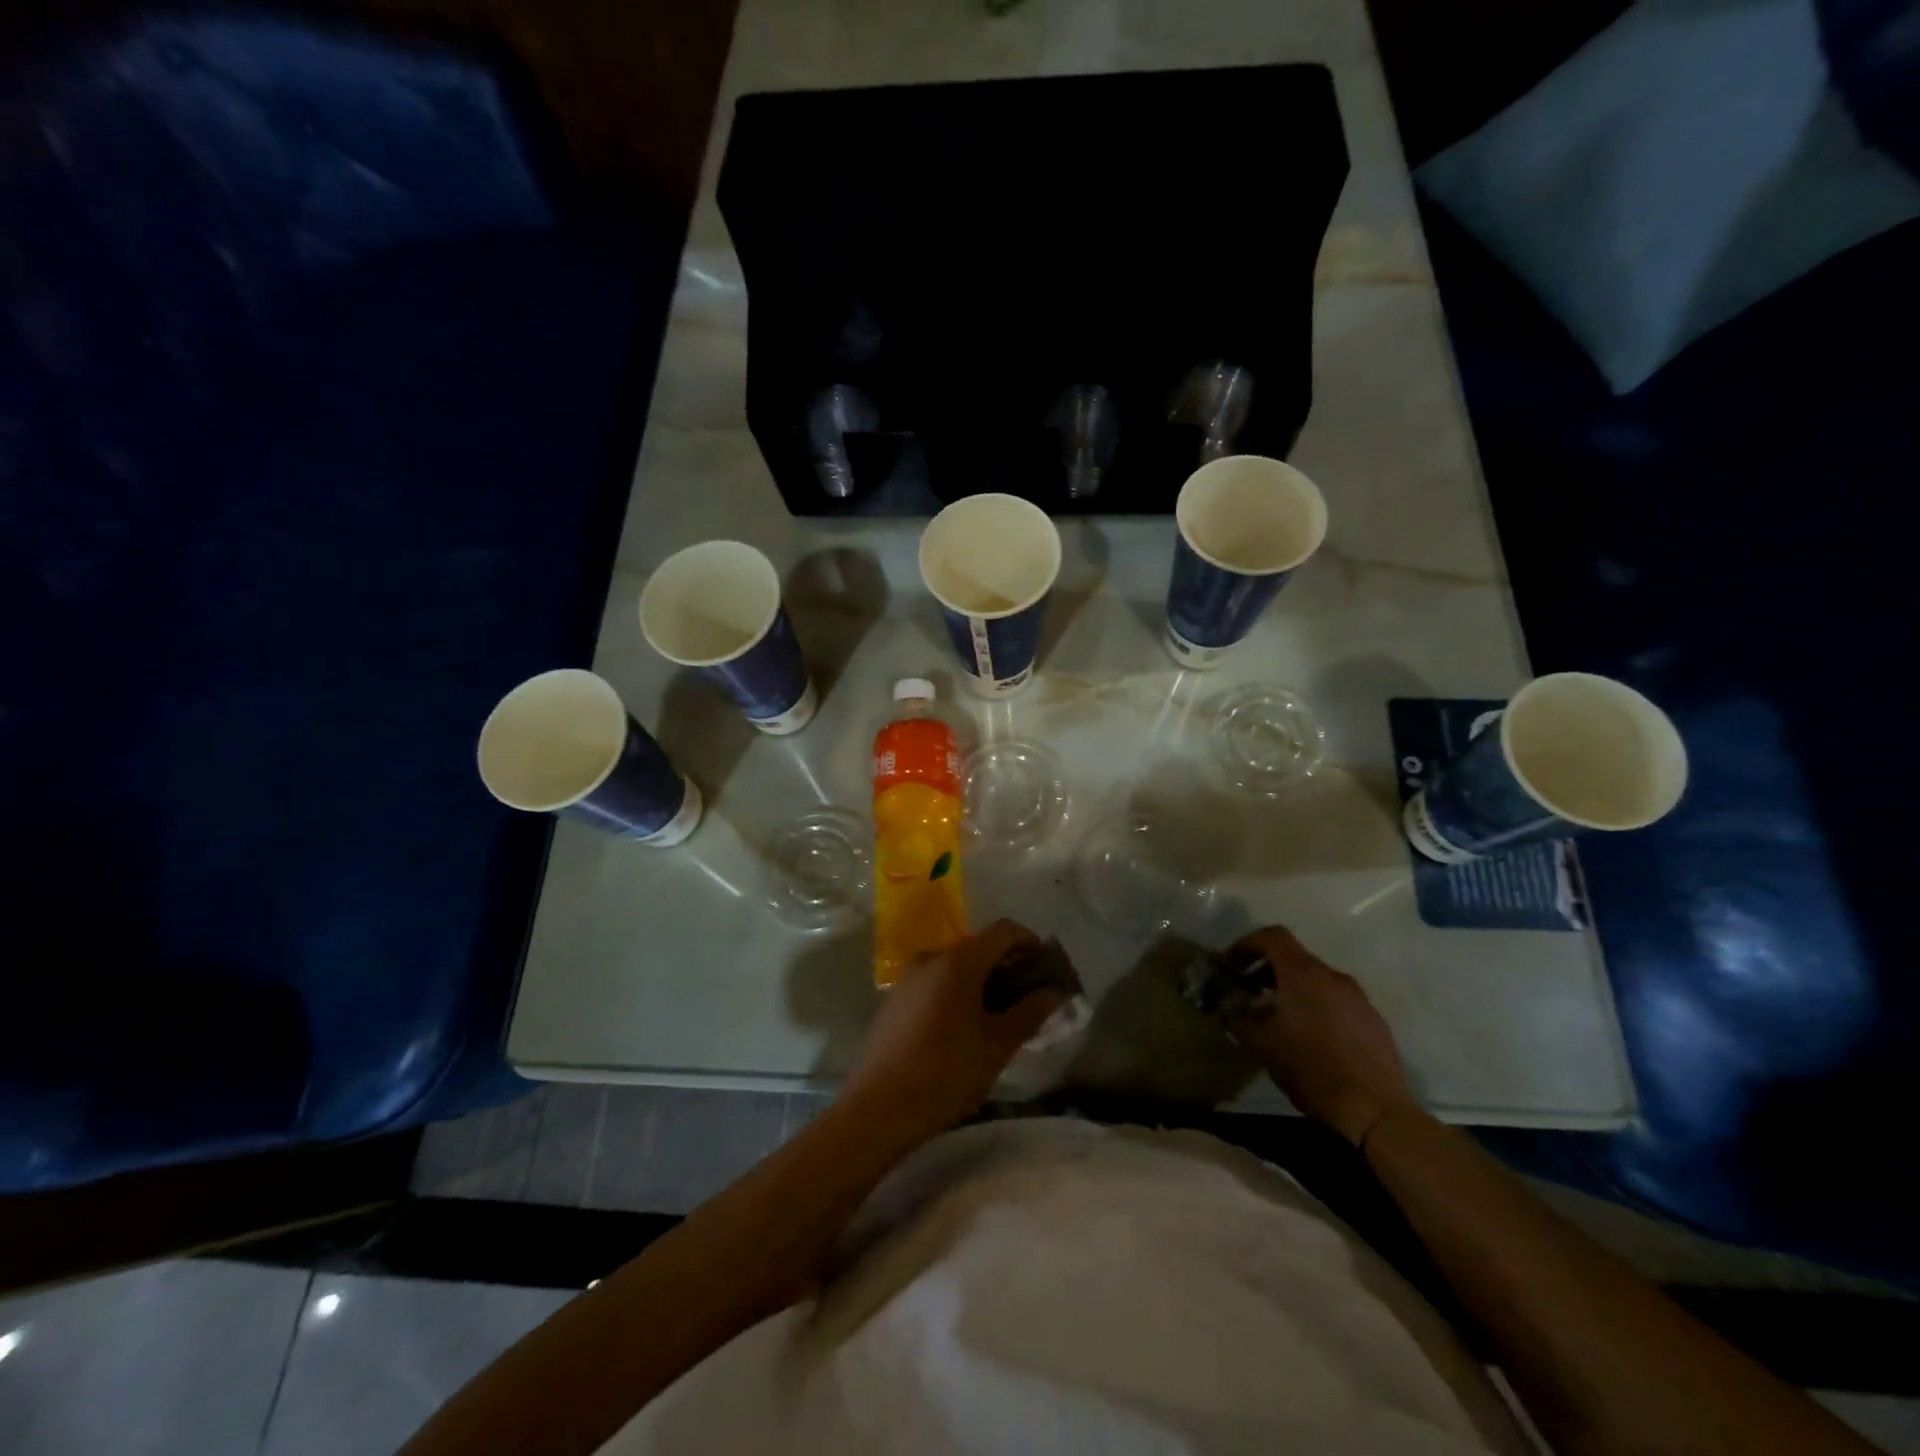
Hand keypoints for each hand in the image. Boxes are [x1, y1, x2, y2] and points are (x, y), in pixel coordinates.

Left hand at [843, 920, 1064, 1140]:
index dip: (1030, 942)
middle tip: (1027, 998)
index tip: (1045, 968)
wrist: (879, 1107)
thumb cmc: (946, 1073)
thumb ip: (1029, 1013)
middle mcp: (930, 957)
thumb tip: (1053, 992)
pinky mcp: (895, 998)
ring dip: (981, 980)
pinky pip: (934, 981)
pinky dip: (956, 991)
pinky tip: (963, 1026)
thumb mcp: (997, 1046)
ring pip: (955, 965)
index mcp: (958, 961)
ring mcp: (908, 977)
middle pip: (978, 947)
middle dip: (1006, 966)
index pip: (1003, 931)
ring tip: (998, 1016)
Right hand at [1223, 925, 1416, 1147]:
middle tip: (1250, 994)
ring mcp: (1358, 998)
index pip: (1273, 936)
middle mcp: (1333, 976)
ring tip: (1280, 1019)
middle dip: (1268, 971)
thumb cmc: (1311, 1069)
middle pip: (1295, 958)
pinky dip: (1318, 1008)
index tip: (1231, 965)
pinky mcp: (1375, 1021)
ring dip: (1294, 991)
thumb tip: (1228, 1009)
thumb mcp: (1261, 1045)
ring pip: (1318, 982)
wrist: (1376, 1111)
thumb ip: (1238, 1019)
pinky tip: (1312, 1040)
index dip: (1247, 944)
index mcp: (1303, 974)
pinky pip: (1338, 1002)